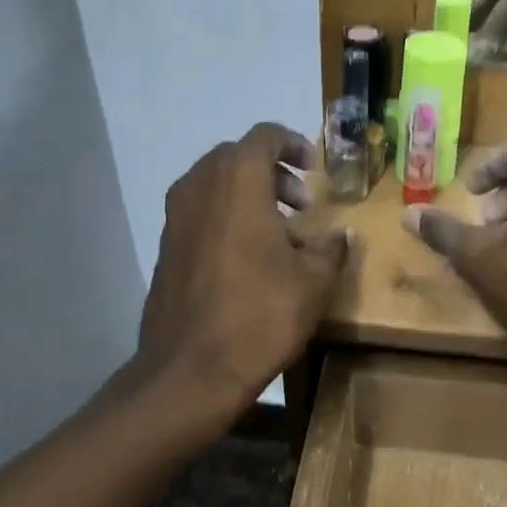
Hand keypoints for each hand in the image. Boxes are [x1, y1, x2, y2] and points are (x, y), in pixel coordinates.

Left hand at [139, 123, 350, 415]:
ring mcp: (175, 217)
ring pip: (215, 186)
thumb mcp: (313, 282)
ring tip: (281, 232)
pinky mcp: (165, 247)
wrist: (190, 370)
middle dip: (272, 173)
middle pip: (237, 158)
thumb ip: (331, 248)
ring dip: (249, 196)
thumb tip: (341, 235)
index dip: (293, 144)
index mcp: (237, 181)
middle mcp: (198, 187)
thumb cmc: (259, 315)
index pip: (264, 136)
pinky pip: (200, 213)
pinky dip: (227, 218)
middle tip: (302, 203)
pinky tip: (250, 258)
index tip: (314, 168)